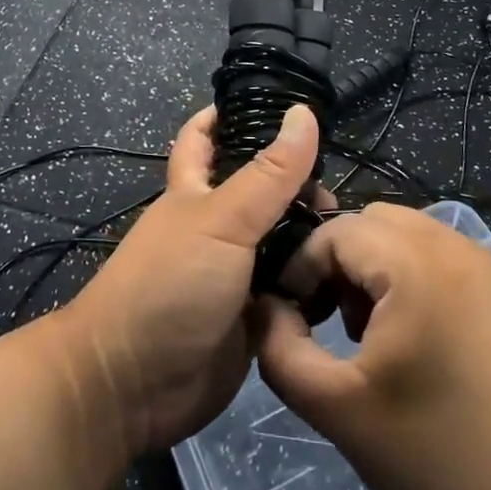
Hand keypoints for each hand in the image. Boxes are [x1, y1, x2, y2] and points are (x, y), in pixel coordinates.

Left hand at [56, 103, 319, 456]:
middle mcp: (216, 228)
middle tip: (340, 190)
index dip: (229, 116)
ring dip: (311, 239)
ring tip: (356, 234)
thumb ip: (268, 174)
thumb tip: (303, 113)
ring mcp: (234, 275)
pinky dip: (312, 286)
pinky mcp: (252, 318)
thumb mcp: (221, 220)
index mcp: (195, 192)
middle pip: (261, 194)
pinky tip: (347, 279)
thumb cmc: (168, 285)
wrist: (134, 385)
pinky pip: (290, 293)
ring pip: (281, 244)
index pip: (205, 139)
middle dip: (297, 187)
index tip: (276, 104)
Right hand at [250, 204, 490, 489]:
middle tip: (335, 322)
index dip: (302, 269)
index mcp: (415, 264)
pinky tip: (424, 341)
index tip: (297, 318)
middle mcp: (456, 245)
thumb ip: (281, 349)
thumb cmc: (439, 461)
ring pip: (411, 235)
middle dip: (341, 262)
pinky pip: (447, 257)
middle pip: (373, 222)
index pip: (334, 231)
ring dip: (379, 268)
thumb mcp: (337, 410)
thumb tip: (266, 308)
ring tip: (375, 334)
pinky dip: (419, 278)